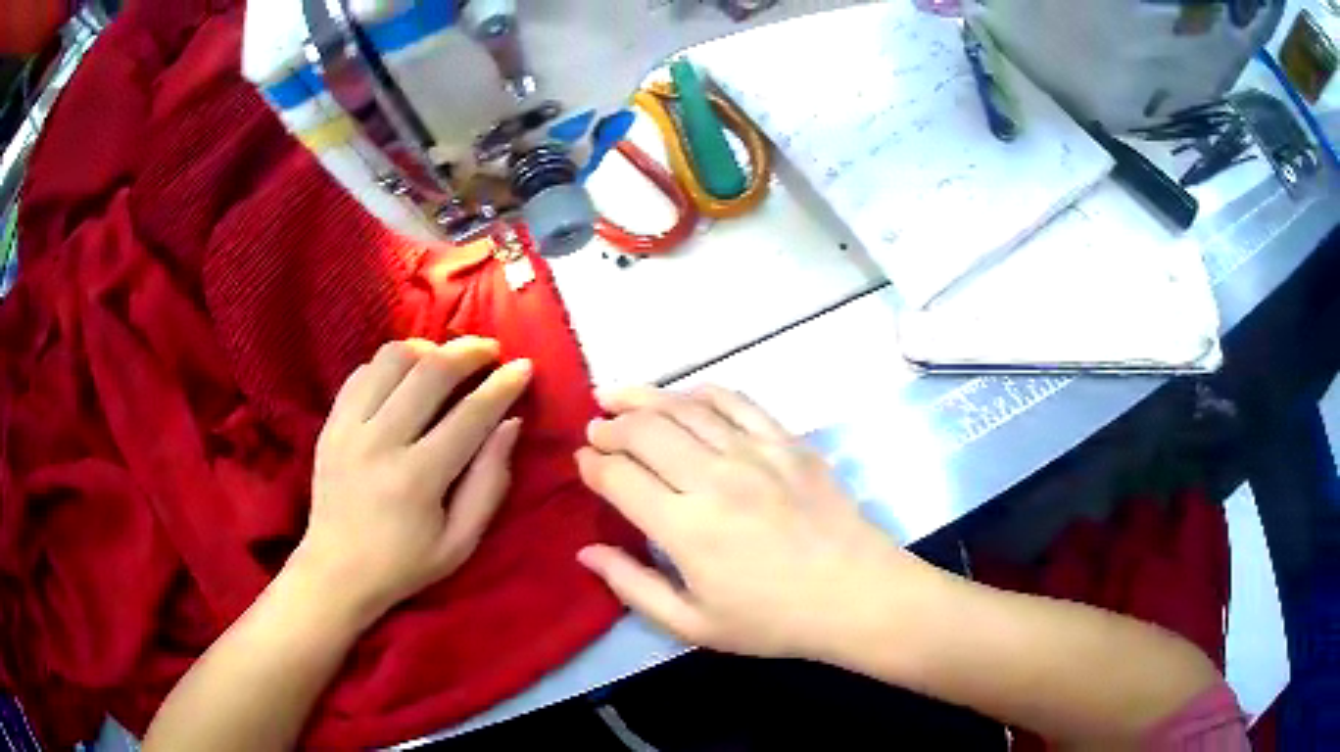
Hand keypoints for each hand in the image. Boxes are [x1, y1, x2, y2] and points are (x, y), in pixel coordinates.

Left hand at [293, 337, 531, 625]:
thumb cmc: (405, 564)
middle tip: (490, 350)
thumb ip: (490, 482)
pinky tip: (406, 377)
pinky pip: (362, 371)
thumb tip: (511, 424)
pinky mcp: (330, 423)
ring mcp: (349, 428)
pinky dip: (390, 365)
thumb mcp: (461, 542)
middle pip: (430, 371)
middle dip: (469, 352)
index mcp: (417, 479)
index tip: (523, 367)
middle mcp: (380, 442)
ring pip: (392, 358)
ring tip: (446, 359)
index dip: (503, 386)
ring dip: (427, 349)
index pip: (470, 415)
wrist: (336, 572)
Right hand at [575, 386, 929, 659]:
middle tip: (596, 428)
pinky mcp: (787, 442)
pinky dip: (703, 393)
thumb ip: (633, 587)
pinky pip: (737, 402)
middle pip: (645, 431)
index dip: (593, 465)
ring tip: (620, 395)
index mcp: (685, 528)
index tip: (583, 462)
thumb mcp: (693, 625)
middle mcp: (713, 479)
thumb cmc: (773, 619)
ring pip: (685, 408)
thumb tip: (586, 552)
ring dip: (645, 397)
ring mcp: (754, 453)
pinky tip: (686, 395)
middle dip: (610, 425)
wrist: (855, 594)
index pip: (620, 478)